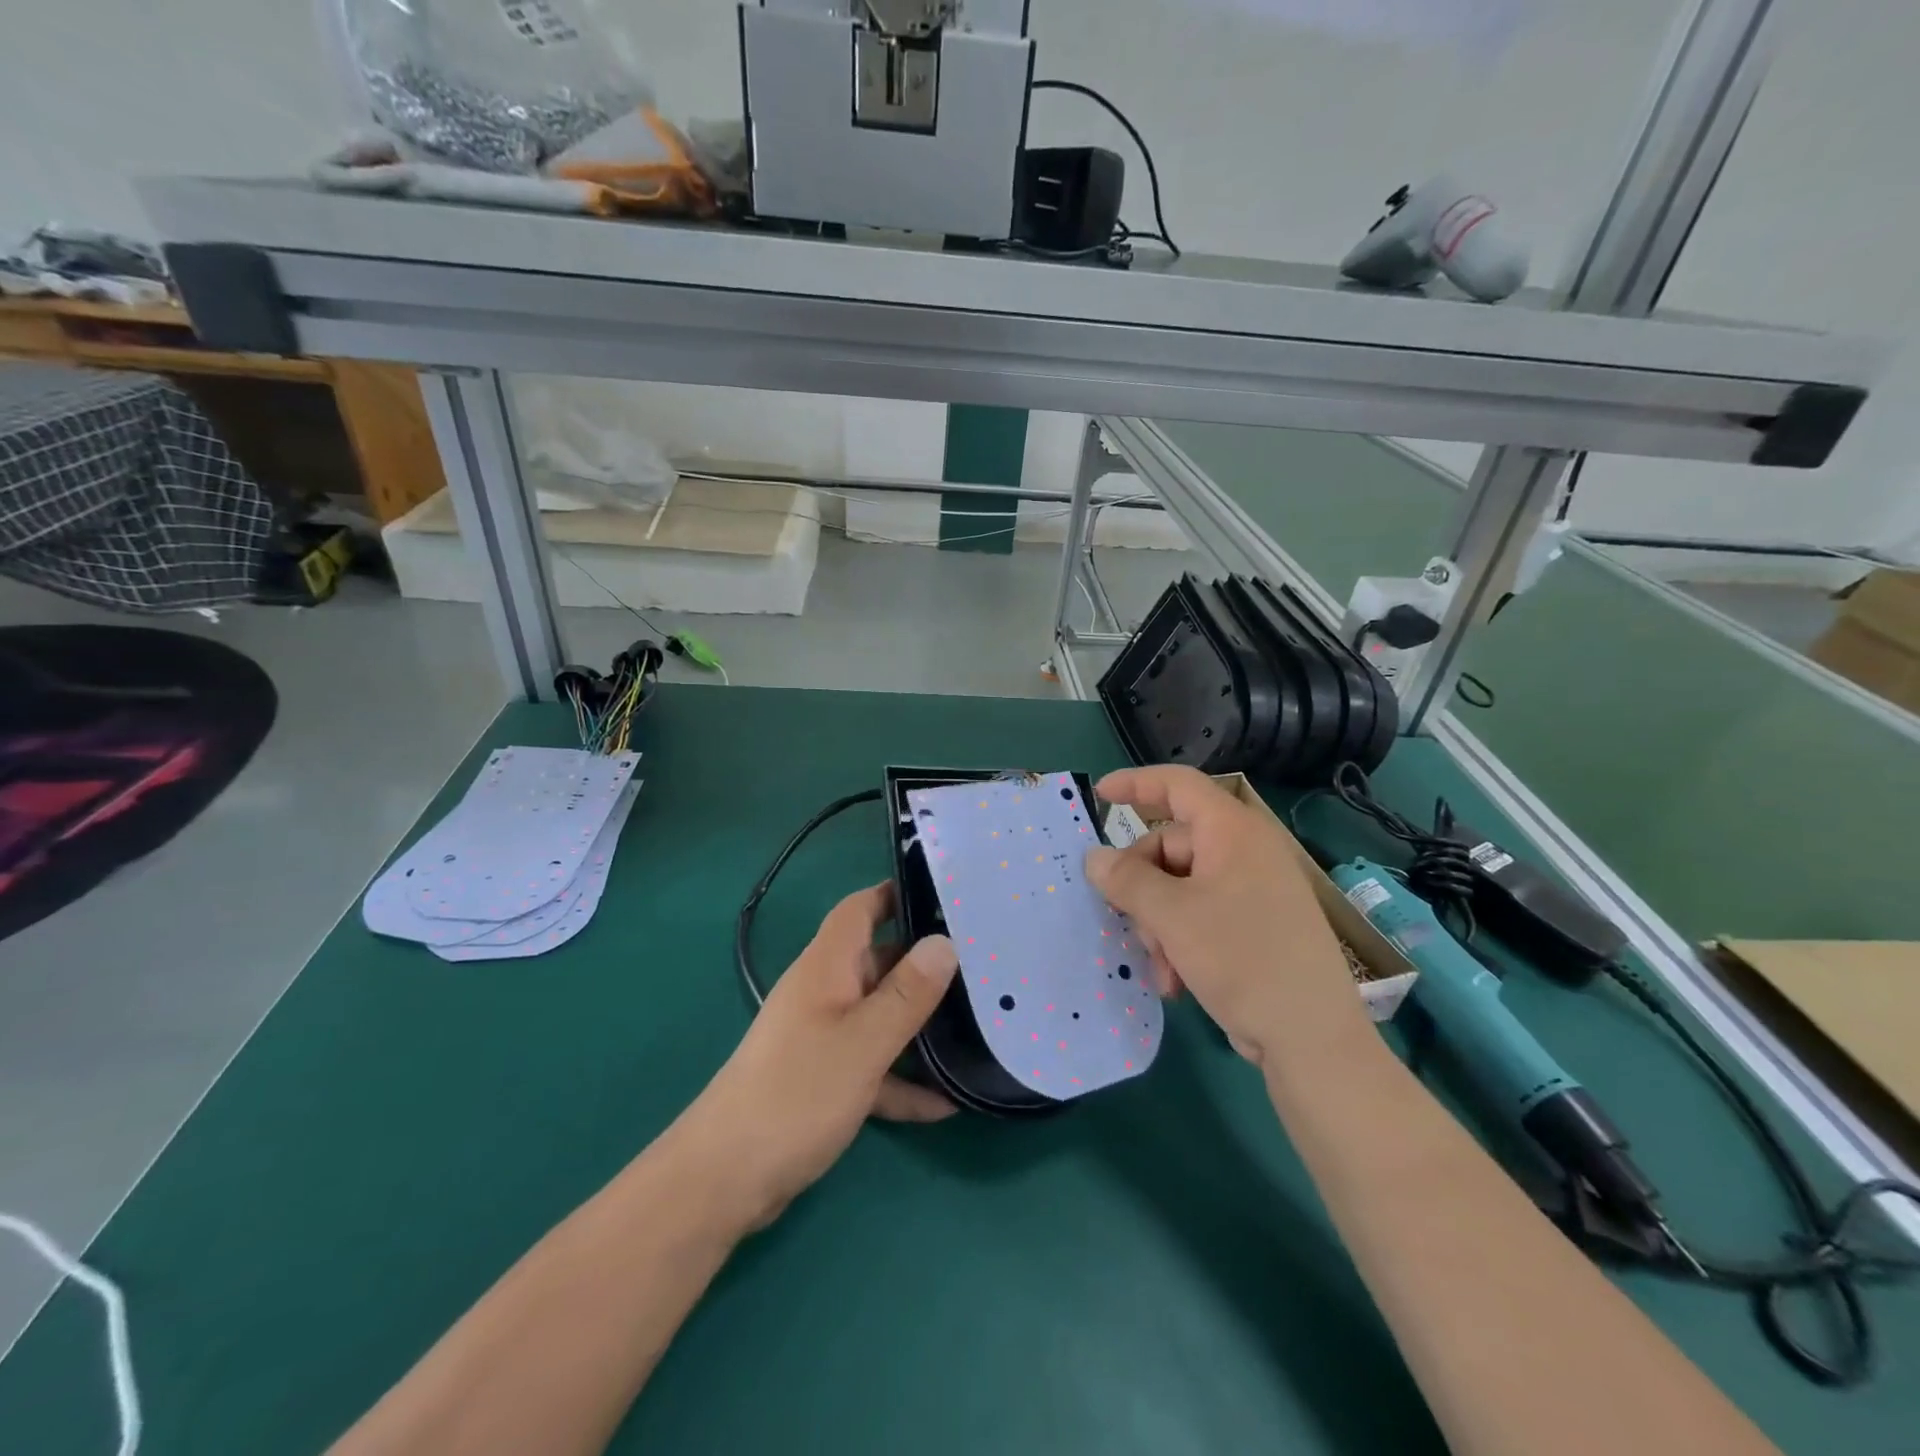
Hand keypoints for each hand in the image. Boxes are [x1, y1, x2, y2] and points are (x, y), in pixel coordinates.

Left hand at [674, 883, 957, 1231]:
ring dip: (919, 1024)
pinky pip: (872, 1066)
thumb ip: (907, 994)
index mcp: (828, 967)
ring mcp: (821, 1036)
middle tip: (982, 965)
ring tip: (975, 1025)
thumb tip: (944, 942)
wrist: (726, 1178)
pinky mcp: (822, 1079)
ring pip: (879, 1016)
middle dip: (924, 963)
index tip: (943, 893)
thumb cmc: (797, 1093)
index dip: (894, 893)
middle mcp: (824, 992)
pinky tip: (944, 1104)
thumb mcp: (864, 1041)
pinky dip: (902, 1078)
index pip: (859, 909)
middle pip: (878, 962)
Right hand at [1085, 765, 1366, 1065]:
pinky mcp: (1253, 925)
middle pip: (1170, 845)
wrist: (1311, 1038)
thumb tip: (1094, 858)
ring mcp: (1251, 890)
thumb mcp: (1172, 917)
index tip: (1100, 796)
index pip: (1179, 785)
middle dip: (1142, 886)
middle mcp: (1244, 852)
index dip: (1136, 783)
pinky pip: (1199, 914)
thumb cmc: (1241, 958)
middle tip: (1127, 920)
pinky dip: (1178, 940)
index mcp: (1232, 832)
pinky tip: (1175, 979)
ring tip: (1160, 965)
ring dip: (1158, 923)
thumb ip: (1127, 881)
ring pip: (1179, 887)